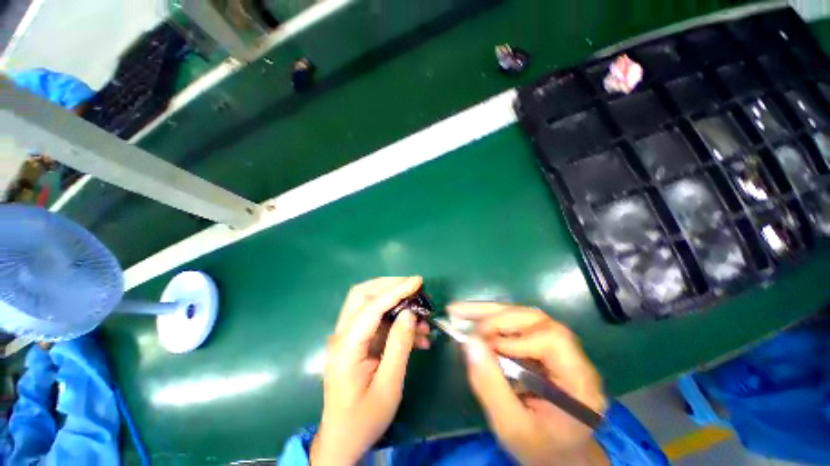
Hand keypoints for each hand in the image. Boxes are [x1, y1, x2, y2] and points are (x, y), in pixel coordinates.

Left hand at [311, 277, 430, 464]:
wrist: (343, 440)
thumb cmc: (364, 418)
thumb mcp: (388, 385)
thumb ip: (399, 345)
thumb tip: (409, 313)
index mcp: (346, 347)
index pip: (372, 307)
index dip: (396, 290)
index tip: (417, 281)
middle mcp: (342, 335)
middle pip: (362, 295)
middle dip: (389, 286)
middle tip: (413, 287)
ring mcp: (347, 337)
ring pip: (369, 304)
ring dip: (395, 303)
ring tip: (422, 316)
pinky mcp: (356, 342)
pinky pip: (376, 321)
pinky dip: (395, 320)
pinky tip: (417, 335)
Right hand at [449, 303, 607, 465]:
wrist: (559, 454)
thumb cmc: (540, 448)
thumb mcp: (512, 427)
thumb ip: (491, 386)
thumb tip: (469, 342)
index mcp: (579, 381)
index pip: (553, 340)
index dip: (517, 339)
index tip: (488, 348)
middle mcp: (573, 357)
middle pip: (536, 320)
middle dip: (497, 317)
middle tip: (463, 318)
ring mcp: (559, 348)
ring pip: (523, 316)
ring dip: (490, 313)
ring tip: (460, 311)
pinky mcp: (543, 346)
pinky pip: (516, 325)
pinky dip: (491, 320)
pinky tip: (472, 321)